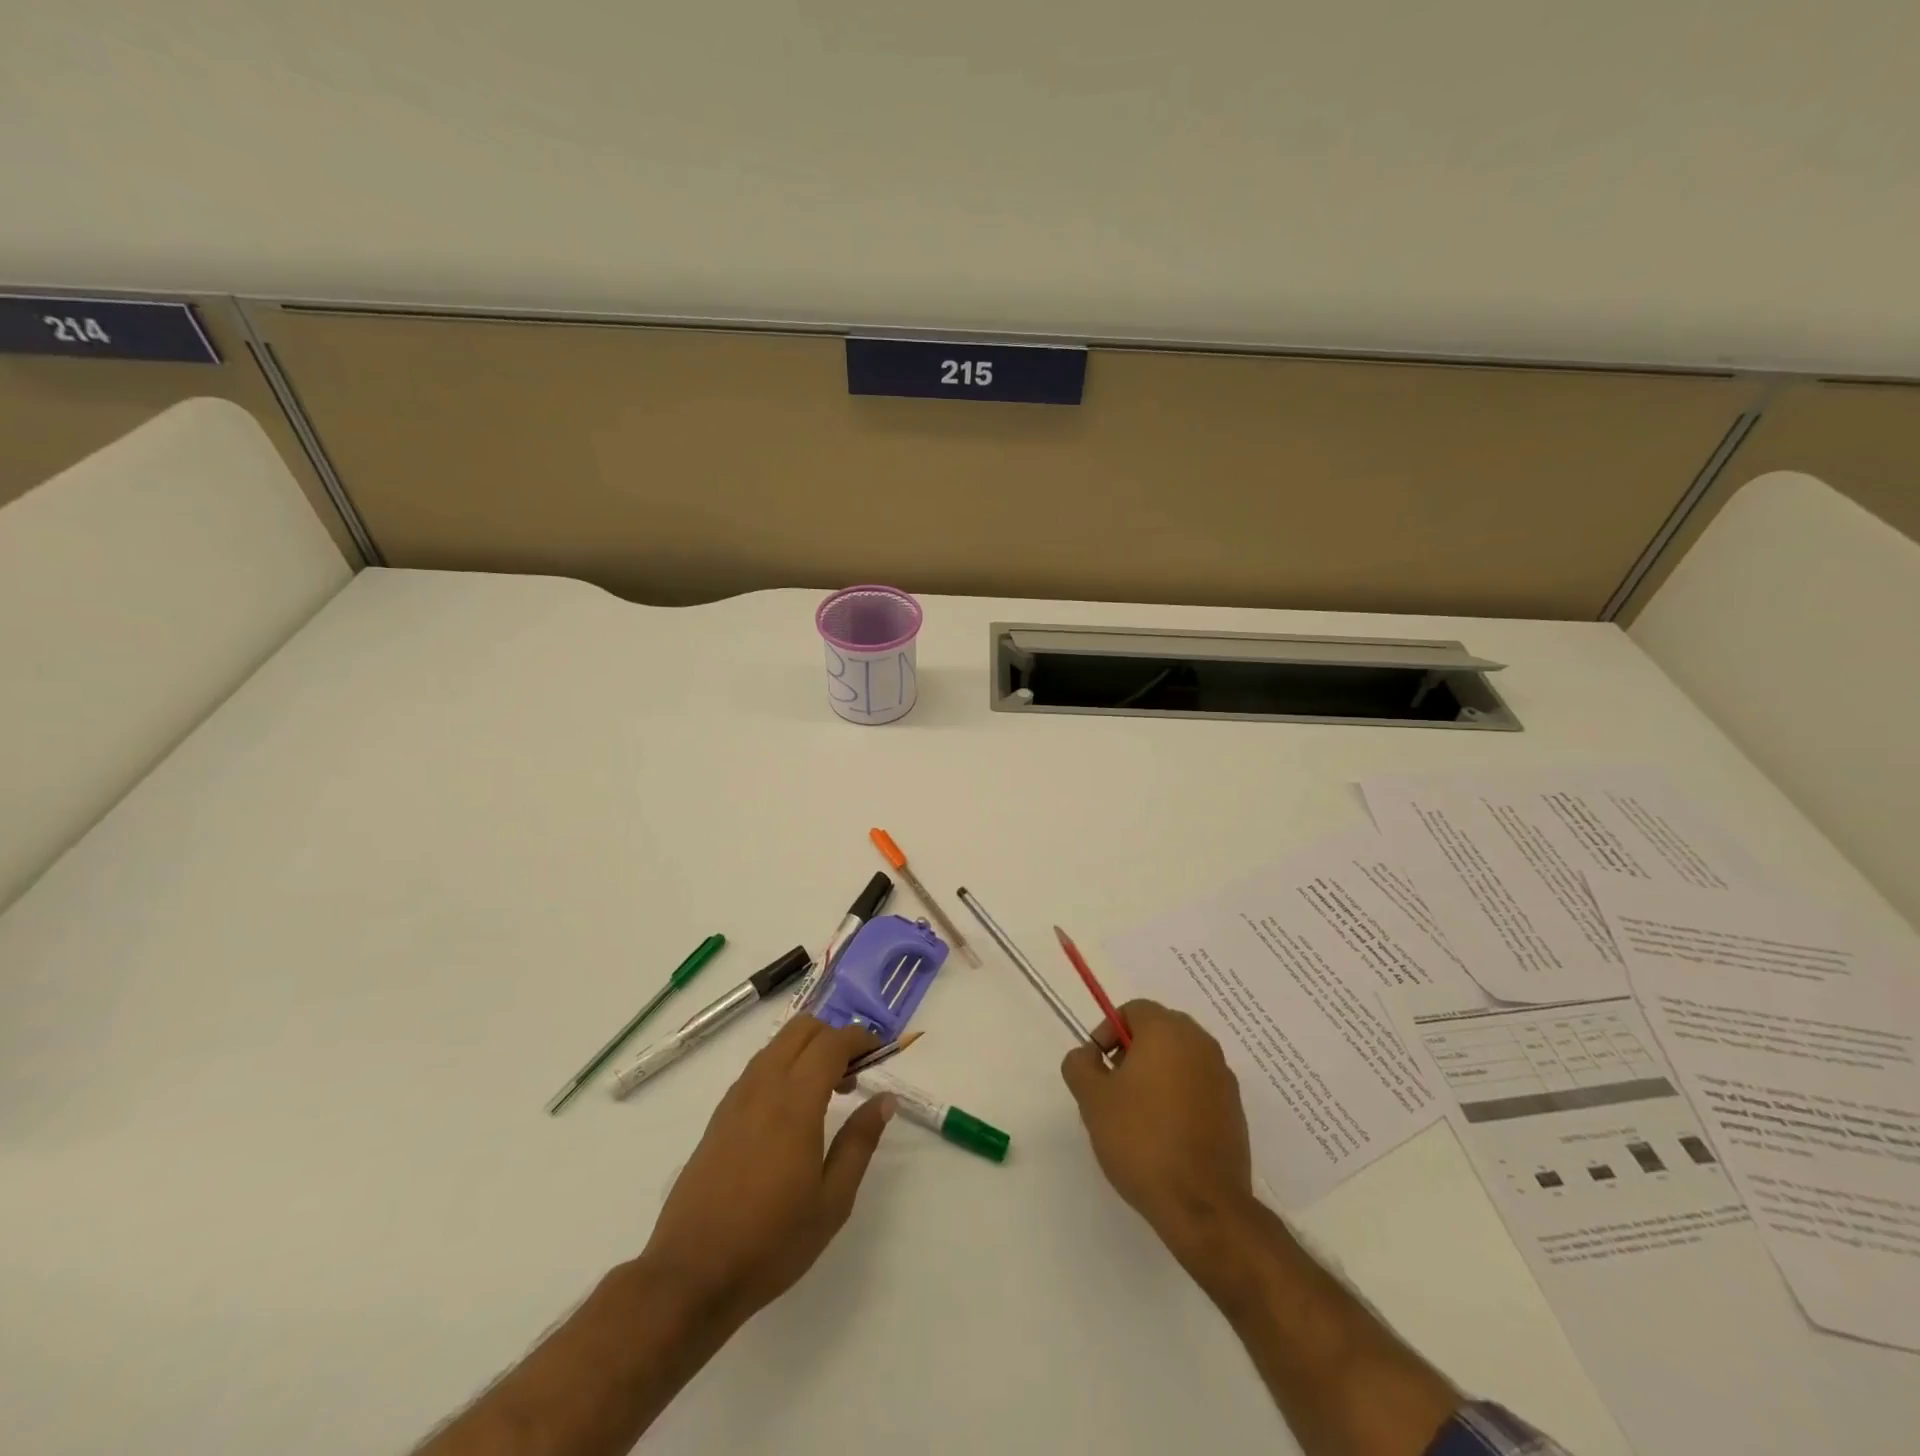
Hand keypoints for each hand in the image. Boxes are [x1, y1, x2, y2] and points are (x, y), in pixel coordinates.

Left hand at [639, 1017, 894, 1328]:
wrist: (691, 1275)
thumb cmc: (771, 1242)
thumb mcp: (832, 1201)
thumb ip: (860, 1142)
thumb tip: (884, 1099)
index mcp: (795, 1101)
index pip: (832, 1042)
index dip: (860, 1038)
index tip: (880, 1052)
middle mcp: (763, 1086)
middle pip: (802, 1028)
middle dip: (833, 1037)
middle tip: (853, 1075)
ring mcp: (736, 1098)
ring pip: (777, 1045)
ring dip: (807, 1051)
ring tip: (827, 1094)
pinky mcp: (719, 1116)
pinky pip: (758, 1068)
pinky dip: (783, 1067)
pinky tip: (791, 1113)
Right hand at [1061, 999, 1255, 1262]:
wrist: (1203, 1205)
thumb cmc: (1141, 1140)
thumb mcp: (1093, 1100)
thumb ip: (1080, 1065)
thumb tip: (1087, 1055)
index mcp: (1168, 1031)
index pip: (1134, 1009)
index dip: (1109, 1031)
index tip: (1097, 1065)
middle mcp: (1201, 1044)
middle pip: (1160, 1030)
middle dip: (1132, 1051)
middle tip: (1113, 1086)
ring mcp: (1223, 1078)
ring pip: (1180, 1059)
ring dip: (1157, 1074)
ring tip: (1136, 1114)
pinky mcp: (1235, 1110)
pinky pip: (1199, 1087)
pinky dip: (1179, 1096)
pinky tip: (1164, 1134)